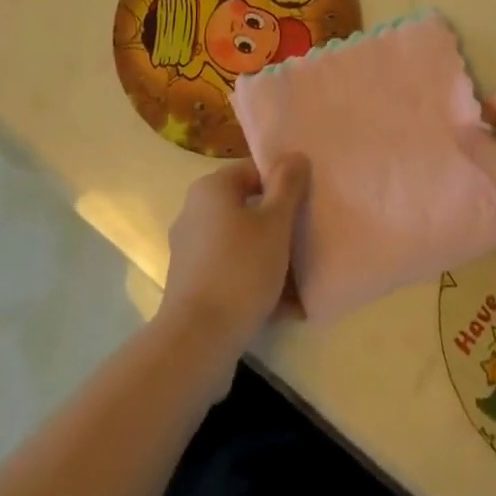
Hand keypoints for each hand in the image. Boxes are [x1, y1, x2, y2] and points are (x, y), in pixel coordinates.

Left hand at [160, 154, 309, 357]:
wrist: (197, 340)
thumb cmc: (240, 270)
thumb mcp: (275, 224)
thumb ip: (287, 186)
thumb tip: (295, 155)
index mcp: (211, 189)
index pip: (253, 171)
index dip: (282, 184)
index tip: (305, 205)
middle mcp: (194, 212)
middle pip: (247, 208)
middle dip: (278, 225)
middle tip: (305, 242)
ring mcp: (190, 250)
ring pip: (241, 243)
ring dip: (269, 258)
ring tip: (299, 281)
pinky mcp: (190, 284)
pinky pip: (230, 271)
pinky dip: (253, 281)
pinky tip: (282, 307)